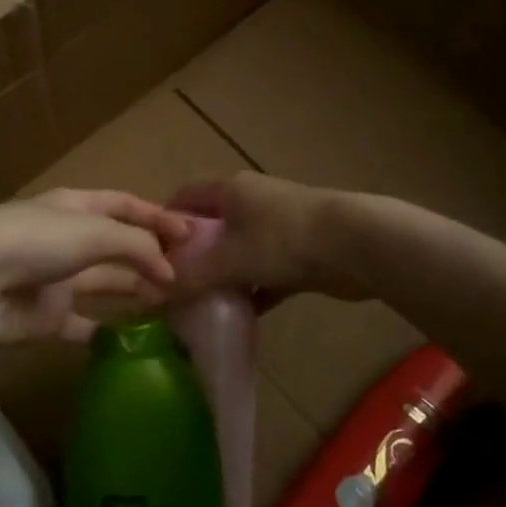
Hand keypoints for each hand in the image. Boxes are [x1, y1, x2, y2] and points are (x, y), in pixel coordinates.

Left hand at [0, 189, 192, 346]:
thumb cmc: (35, 240)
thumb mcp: (94, 231)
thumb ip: (137, 245)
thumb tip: (170, 269)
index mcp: (76, 208)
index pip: (125, 206)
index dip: (158, 217)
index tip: (194, 235)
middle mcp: (68, 241)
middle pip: (118, 247)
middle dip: (152, 257)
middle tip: (192, 277)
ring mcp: (56, 281)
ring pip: (105, 285)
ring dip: (136, 291)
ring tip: (175, 304)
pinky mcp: (46, 319)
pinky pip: (84, 327)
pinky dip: (108, 332)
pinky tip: (137, 341)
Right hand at [168, 172, 365, 305]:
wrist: (357, 245)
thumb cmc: (284, 239)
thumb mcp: (230, 259)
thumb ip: (191, 276)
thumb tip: (150, 295)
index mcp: (230, 190)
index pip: (185, 196)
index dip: (165, 220)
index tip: (148, 252)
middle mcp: (252, 203)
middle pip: (212, 226)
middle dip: (192, 255)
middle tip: (172, 284)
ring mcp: (279, 228)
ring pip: (239, 252)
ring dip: (223, 276)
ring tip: (199, 305)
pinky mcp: (300, 253)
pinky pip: (265, 273)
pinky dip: (253, 291)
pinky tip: (239, 316)